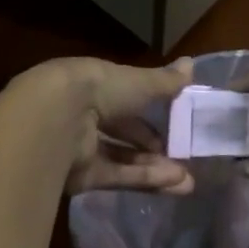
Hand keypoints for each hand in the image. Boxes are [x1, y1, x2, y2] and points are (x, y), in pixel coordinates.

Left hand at [27, 57, 195, 195]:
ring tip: (187, 179)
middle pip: (123, 133)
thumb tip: (192, 64)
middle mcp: (84, 116)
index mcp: (93, 87)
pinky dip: (144, 179)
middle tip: (184, 156)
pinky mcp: (81, 176)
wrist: (56, 121)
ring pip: (123, 159)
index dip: (149, 110)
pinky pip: (118, 177)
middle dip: (153, 147)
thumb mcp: (139, 83)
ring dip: (155, 168)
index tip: (175, 121)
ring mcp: (81, 148)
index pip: (124, 99)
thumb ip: (165, 81)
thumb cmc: (98, 90)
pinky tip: (174, 183)